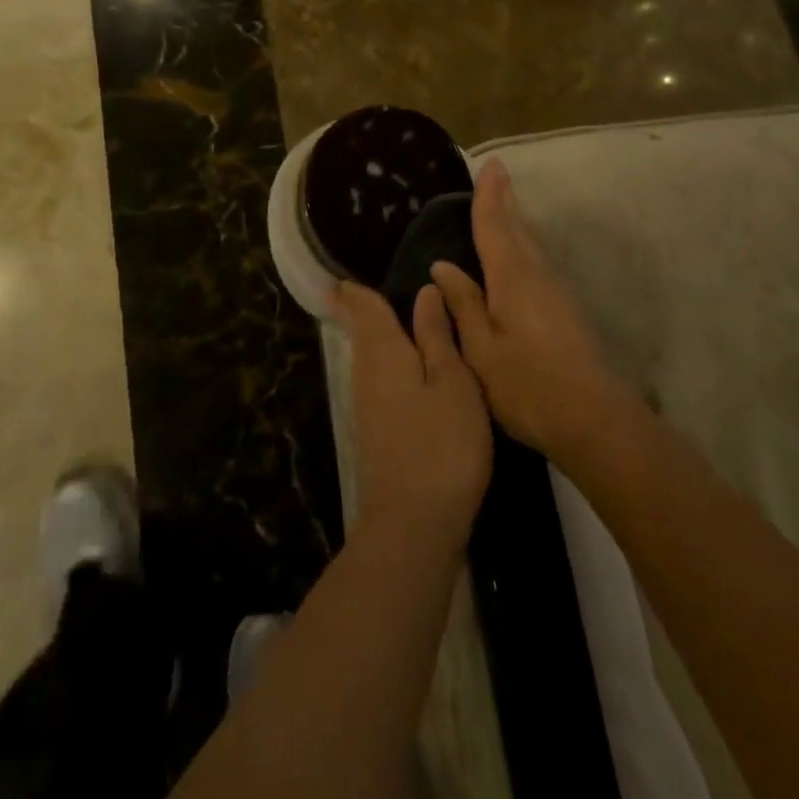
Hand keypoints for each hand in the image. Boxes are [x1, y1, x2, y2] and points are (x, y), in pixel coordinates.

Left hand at [332, 281, 492, 553]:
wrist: (413, 525)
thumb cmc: (442, 444)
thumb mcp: (453, 383)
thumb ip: (437, 336)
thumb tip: (425, 291)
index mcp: (384, 352)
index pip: (364, 308)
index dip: (356, 290)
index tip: (346, 274)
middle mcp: (366, 374)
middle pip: (360, 332)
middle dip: (359, 310)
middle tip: (361, 289)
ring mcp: (366, 407)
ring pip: (367, 358)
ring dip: (372, 336)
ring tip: (388, 319)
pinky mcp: (374, 433)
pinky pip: (376, 381)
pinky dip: (385, 364)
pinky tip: (403, 370)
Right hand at [430, 160, 634, 464]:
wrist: (593, 419)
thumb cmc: (527, 386)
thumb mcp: (482, 350)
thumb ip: (463, 305)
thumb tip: (443, 267)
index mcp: (512, 278)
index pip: (494, 226)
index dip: (489, 196)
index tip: (491, 164)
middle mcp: (537, 275)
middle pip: (517, 229)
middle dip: (505, 202)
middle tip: (497, 175)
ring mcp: (556, 292)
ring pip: (531, 246)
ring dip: (515, 223)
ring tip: (503, 208)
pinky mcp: (566, 310)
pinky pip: (537, 264)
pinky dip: (523, 248)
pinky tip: (517, 259)